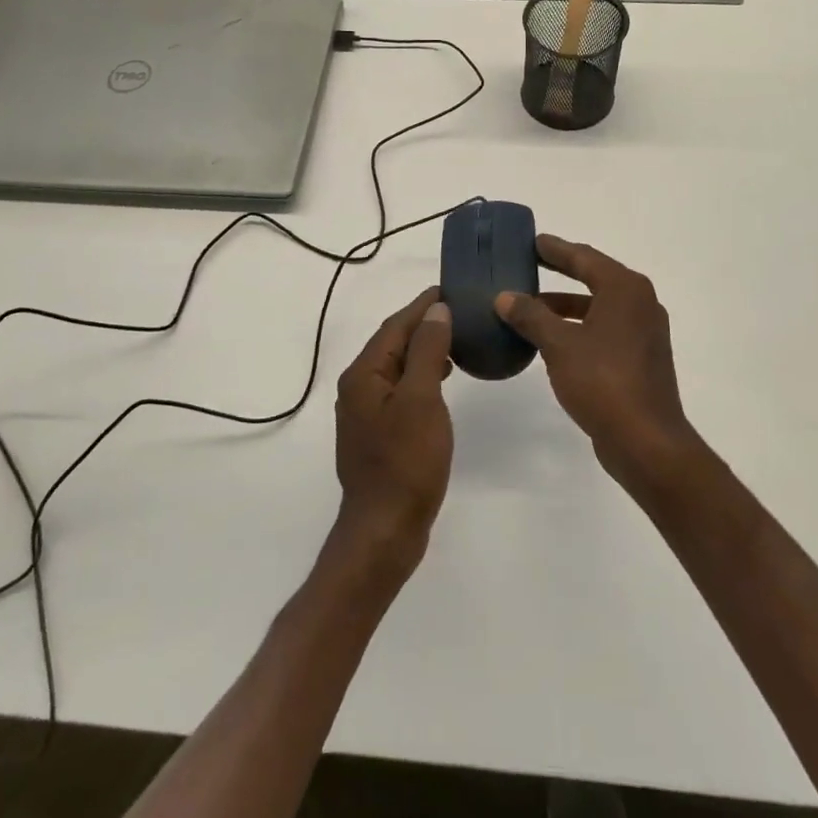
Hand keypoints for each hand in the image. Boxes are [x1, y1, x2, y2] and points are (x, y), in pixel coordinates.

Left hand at [333, 289, 454, 571]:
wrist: (385, 529)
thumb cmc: (406, 462)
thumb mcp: (422, 399)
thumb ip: (427, 351)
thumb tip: (435, 310)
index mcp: (364, 374)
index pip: (395, 326)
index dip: (422, 305)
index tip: (449, 288)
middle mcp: (358, 387)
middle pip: (392, 343)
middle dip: (423, 324)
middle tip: (459, 311)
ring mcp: (365, 412)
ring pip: (397, 367)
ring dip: (423, 349)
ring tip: (456, 339)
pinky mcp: (378, 433)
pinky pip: (400, 389)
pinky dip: (421, 375)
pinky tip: (441, 379)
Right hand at [496, 236, 697, 490]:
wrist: (647, 442)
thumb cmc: (603, 381)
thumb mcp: (559, 345)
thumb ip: (531, 316)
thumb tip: (505, 297)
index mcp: (625, 289)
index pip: (584, 257)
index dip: (556, 249)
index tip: (532, 241)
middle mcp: (639, 304)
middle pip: (594, 278)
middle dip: (561, 272)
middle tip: (529, 264)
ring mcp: (643, 333)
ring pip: (597, 307)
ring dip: (565, 306)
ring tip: (529, 307)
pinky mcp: (640, 360)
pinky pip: (603, 330)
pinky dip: (577, 328)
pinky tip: (550, 340)